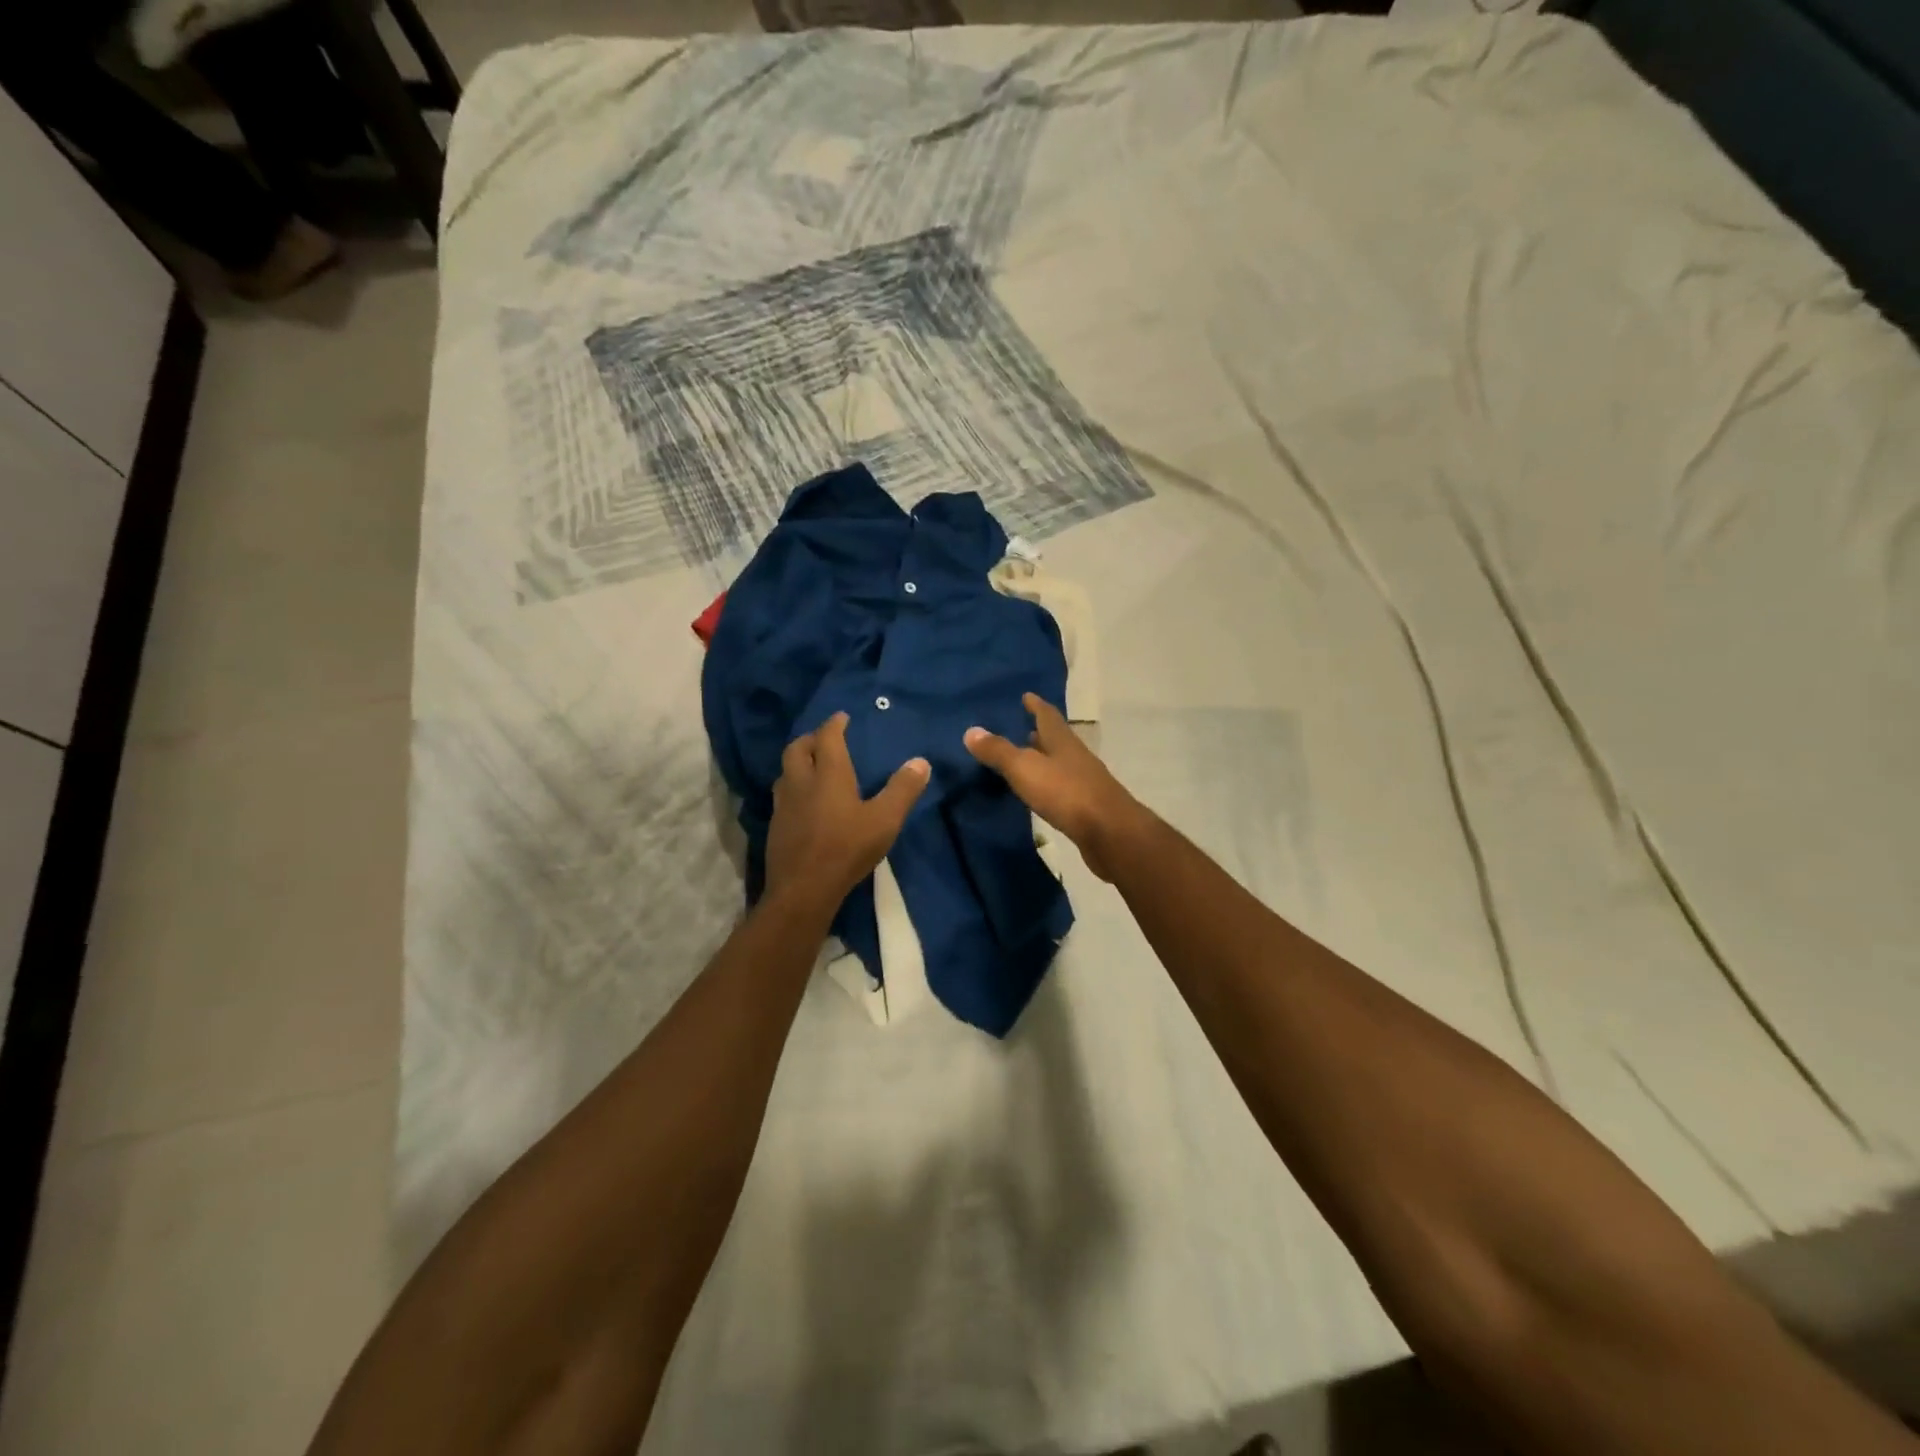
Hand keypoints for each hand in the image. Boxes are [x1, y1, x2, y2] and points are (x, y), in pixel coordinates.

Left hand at [764, 712, 929, 909]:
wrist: (803, 889)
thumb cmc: (846, 849)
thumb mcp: (884, 820)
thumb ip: (903, 790)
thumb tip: (921, 762)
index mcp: (828, 774)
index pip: (827, 737)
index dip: (834, 724)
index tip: (842, 717)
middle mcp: (801, 782)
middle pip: (797, 748)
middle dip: (811, 738)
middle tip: (825, 739)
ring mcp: (783, 805)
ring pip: (785, 772)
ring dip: (798, 763)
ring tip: (813, 767)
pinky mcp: (775, 826)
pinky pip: (783, 796)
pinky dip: (794, 788)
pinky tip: (804, 803)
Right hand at [964, 694, 1152, 881]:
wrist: (1109, 832)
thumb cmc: (1065, 792)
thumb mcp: (1025, 768)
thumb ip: (999, 751)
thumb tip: (971, 731)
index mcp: (1062, 741)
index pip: (1047, 715)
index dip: (1036, 705)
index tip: (1027, 696)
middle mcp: (1075, 756)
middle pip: (1056, 739)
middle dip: (1039, 733)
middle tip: (1022, 729)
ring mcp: (1084, 782)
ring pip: (1060, 764)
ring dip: (1045, 760)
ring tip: (1026, 760)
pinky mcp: (1087, 807)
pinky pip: (1063, 789)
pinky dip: (1049, 785)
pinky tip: (1040, 794)